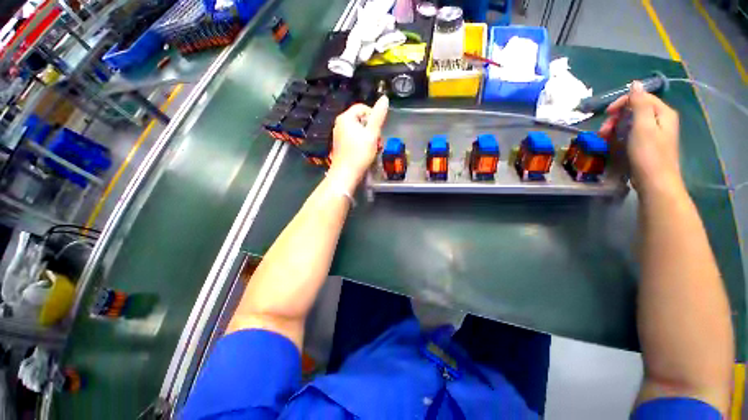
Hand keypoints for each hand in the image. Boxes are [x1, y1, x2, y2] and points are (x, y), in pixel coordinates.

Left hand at [329, 95, 388, 191]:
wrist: (345, 174)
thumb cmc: (359, 153)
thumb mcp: (372, 134)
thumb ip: (378, 116)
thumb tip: (385, 98)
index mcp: (345, 118)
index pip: (362, 108)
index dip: (374, 116)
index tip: (379, 130)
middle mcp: (340, 124)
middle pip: (361, 120)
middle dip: (372, 129)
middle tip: (378, 141)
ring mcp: (339, 135)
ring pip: (358, 131)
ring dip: (369, 138)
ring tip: (374, 148)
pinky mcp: (341, 146)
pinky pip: (354, 139)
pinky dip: (362, 143)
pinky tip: (366, 153)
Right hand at [599, 81, 681, 195]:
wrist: (655, 182)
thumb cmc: (649, 154)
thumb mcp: (643, 126)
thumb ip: (640, 103)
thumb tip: (635, 83)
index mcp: (663, 113)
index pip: (641, 97)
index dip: (623, 102)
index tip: (606, 114)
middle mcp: (662, 120)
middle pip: (636, 110)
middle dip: (617, 117)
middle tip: (603, 131)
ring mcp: (656, 133)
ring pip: (633, 122)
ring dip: (616, 127)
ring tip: (605, 138)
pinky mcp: (649, 145)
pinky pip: (633, 133)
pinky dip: (621, 136)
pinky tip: (614, 143)